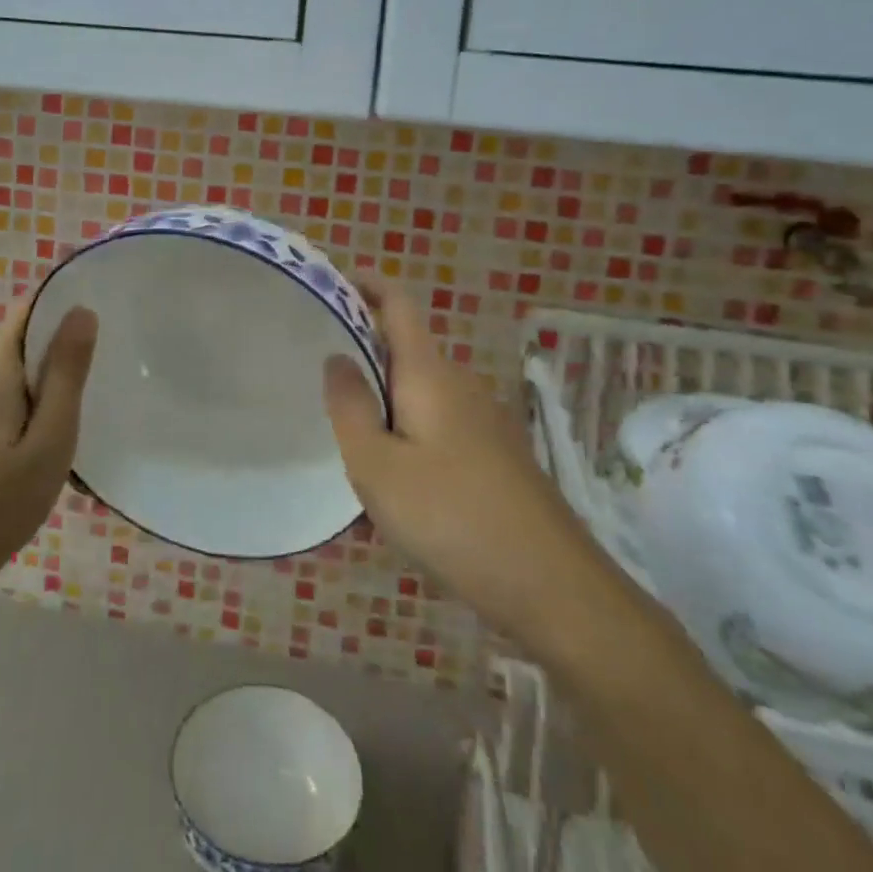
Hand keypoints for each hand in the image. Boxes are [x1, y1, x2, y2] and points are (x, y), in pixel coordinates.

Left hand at [0, 295, 98, 593]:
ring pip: (12, 366)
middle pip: (23, 337)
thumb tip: (82, 309)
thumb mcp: (51, 438)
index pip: (30, 309)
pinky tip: (41, 437)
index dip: (64, 309)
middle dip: (59, 351)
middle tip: (96, 382)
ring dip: (43, 380)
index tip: (99, 330)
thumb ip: (66, 372)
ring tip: (74, 412)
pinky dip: (24, 399)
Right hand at [325, 281, 585, 646]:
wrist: (554, 588)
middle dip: (362, 359)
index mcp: (429, 372)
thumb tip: (335, 357)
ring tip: (348, 452)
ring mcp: (483, 421)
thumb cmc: (453, 517)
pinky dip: (406, 443)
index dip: (365, 283)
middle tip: (318, 386)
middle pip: (403, 351)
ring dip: (382, 411)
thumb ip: (350, 407)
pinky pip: (436, 431)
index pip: (397, 303)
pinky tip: (392, 496)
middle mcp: (459, 384)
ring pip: (417, 398)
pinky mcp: (494, 457)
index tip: (329, 284)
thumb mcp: (378, 467)